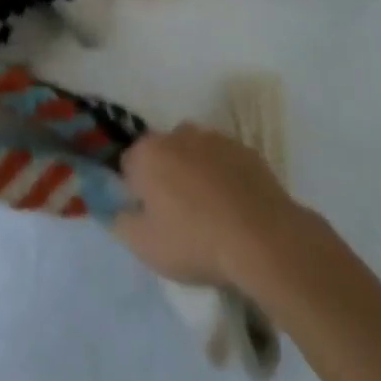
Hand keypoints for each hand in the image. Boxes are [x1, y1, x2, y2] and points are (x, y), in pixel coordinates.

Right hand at [113, 123, 304, 287]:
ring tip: (209, 212)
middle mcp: (177, 134)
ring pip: (194, 153)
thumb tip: (117, 209)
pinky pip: (223, 161)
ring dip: (195, 173)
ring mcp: (214, 138)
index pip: (129, 165)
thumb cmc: (195, 241)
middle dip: (165, 177)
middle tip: (178, 216)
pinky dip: (223, 177)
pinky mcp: (244, 149)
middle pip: (162, 154)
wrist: (262, 239)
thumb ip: (120, 222)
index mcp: (148, 153)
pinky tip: (234, 208)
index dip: (136, 192)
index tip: (150, 217)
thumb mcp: (145, 246)